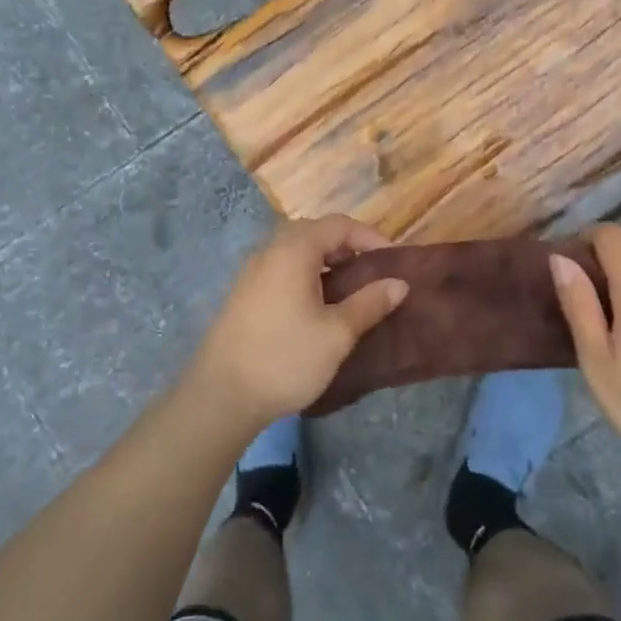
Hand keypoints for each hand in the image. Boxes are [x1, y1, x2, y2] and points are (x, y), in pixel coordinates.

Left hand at [187, 216, 408, 425]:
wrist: (221, 396)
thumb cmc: (285, 358)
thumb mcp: (337, 333)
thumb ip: (369, 303)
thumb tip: (399, 283)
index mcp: (293, 251)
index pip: (338, 225)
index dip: (369, 237)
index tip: (392, 262)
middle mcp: (269, 252)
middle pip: (314, 232)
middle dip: (346, 247)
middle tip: (370, 274)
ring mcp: (251, 273)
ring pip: (295, 252)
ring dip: (325, 262)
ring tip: (348, 292)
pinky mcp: (243, 294)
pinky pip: (280, 269)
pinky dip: (305, 276)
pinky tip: (316, 308)